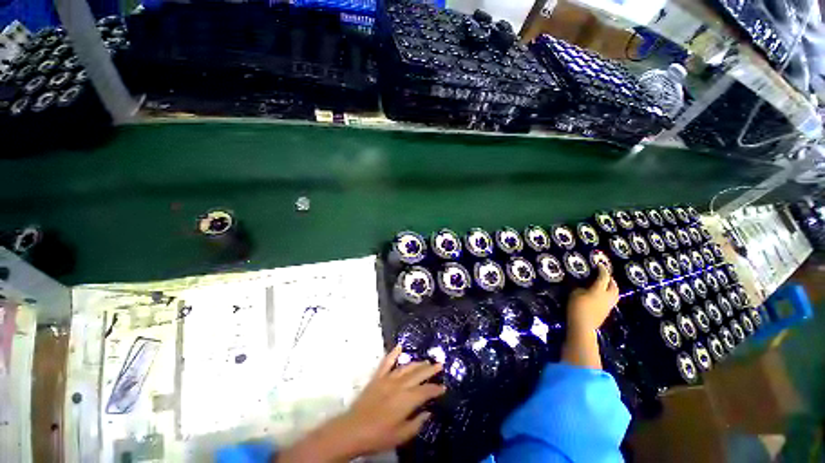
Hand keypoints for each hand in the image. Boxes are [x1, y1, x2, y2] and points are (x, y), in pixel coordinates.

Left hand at [277, 346, 444, 461]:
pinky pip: (387, 362)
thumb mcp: (401, 435)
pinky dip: (393, 353)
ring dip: (417, 363)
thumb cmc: (379, 436)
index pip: (426, 390)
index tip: (443, 387)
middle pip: (418, 374)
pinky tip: (399, 347)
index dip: (436, 389)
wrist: (353, 430)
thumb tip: (428, 412)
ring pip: (406, 367)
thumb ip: (417, 423)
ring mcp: (388, 379)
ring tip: (426, 360)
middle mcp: (400, 385)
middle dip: (430, 369)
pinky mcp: (378, 377)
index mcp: (407, 399)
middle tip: (439, 364)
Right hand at [567, 263, 618, 333]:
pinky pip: (611, 300)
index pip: (603, 277)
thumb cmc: (577, 307)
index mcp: (599, 290)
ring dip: (612, 288)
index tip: (599, 265)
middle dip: (611, 280)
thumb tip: (584, 285)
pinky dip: (609, 295)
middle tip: (606, 275)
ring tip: (607, 285)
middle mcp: (607, 297)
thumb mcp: (574, 293)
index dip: (602, 270)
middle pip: (614, 286)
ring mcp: (608, 305)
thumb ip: (581, 287)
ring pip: (615, 294)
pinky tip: (602, 296)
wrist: (583, 325)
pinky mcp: (606, 312)